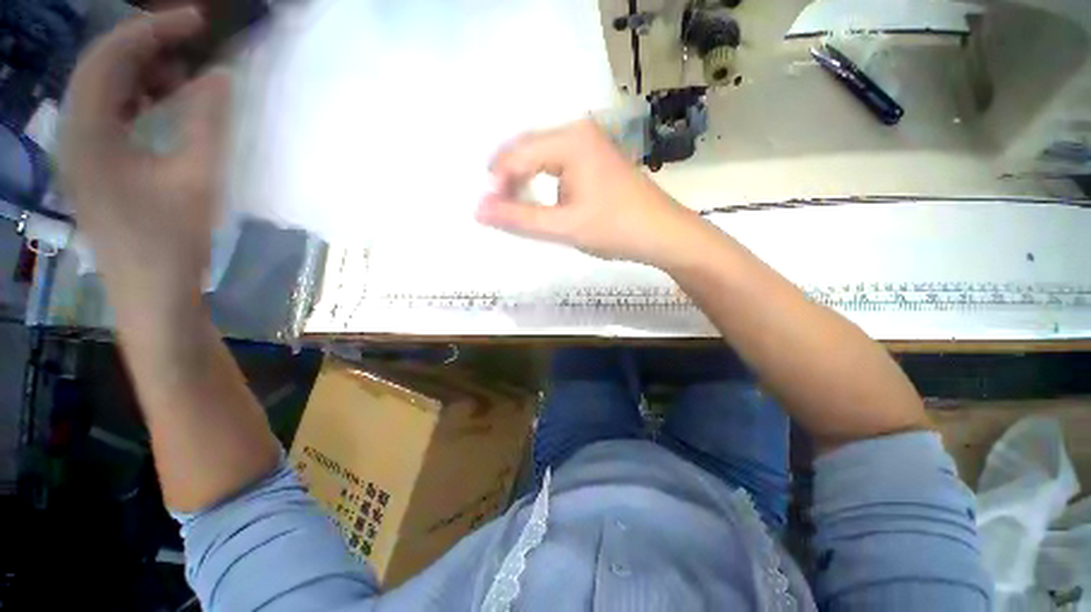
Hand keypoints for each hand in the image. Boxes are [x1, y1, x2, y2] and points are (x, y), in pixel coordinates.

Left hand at [60, 7, 229, 303]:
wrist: (151, 294)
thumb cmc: (172, 241)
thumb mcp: (197, 178)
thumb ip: (206, 121)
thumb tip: (219, 76)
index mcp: (89, 132)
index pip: (111, 57)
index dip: (153, 30)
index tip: (197, 21)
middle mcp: (74, 133)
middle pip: (101, 66)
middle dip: (146, 45)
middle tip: (192, 44)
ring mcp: (80, 151)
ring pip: (102, 89)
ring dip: (141, 73)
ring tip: (182, 77)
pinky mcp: (92, 166)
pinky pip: (107, 113)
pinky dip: (136, 98)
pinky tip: (162, 106)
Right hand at [477, 119, 702, 267]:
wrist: (663, 234)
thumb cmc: (615, 229)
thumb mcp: (564, 227)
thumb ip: (519, 219)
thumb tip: (478, 209)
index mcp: (570, 140)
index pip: (516, 154)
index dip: (497, 183)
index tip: (489, 211)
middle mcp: (578, 131)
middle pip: (526, 148)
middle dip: (508, 178)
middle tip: (500, 210)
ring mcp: (589, 142)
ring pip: (540, 154)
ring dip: (524, 179)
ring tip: (517, 207)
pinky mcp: (595, 156)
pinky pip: (556, 161)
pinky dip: (542, 179)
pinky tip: (542, 199)